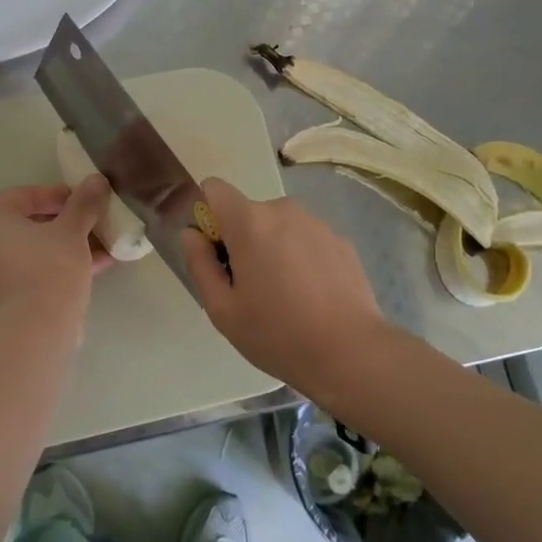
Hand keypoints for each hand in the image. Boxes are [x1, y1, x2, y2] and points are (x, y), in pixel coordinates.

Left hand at [0, 178, 113, 320]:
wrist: (31, 333)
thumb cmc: (47, 268)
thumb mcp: (72, 231)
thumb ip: (83, 203)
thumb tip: (96, 180)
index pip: (27, 196)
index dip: (63, 198)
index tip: (89, 204)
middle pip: (24, 225)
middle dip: (62, 227)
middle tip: (92, 228)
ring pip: (24, 253)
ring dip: (59, 250)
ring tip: (97, 252)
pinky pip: (20, 275)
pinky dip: (47, 271)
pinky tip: (85, 274)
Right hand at [182, 177, 389, 389]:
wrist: (350, 352)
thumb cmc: (277, 333)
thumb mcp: (222, 309)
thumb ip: (199, 264)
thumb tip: (191, 235)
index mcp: (250, 222)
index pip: (215, 189)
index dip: (208, 216)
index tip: (216, 252)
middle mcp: (284, 210)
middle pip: (249, 213)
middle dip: (243, 240)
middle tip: (250, 288)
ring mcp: (317, 223)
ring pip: (280, 227)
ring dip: (274, 249)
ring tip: (286, 296)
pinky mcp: (342, 241)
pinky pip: (307, 240)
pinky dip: (302, 259)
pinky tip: (312, 297)